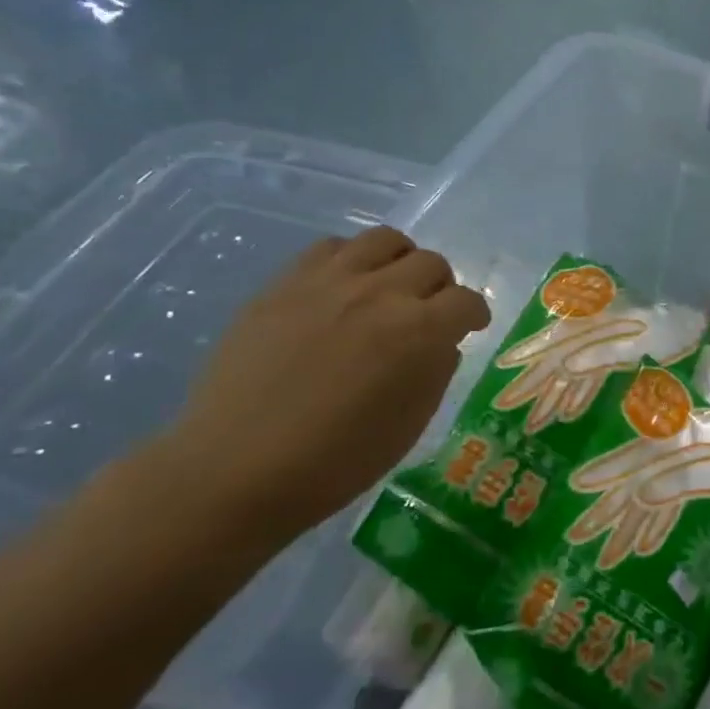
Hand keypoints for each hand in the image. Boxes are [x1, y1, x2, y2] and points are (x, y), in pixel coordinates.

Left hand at [160, 228, 490, 541]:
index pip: (466, 301)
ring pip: (385, 240)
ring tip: (390, 287)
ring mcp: (329, 282)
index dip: (474, 314)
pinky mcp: (285, 283)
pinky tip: (343, 288)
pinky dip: (350, 260)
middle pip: (431, 263)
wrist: (235, 468)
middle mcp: (380, 293)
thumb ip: (436, 371)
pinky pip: (331, 247)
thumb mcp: (410, 424)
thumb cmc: (336, 461)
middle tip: (430, 312)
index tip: (470, 327)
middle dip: (441, 287)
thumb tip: (441, 343)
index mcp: (419, 331)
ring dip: (400, 261)